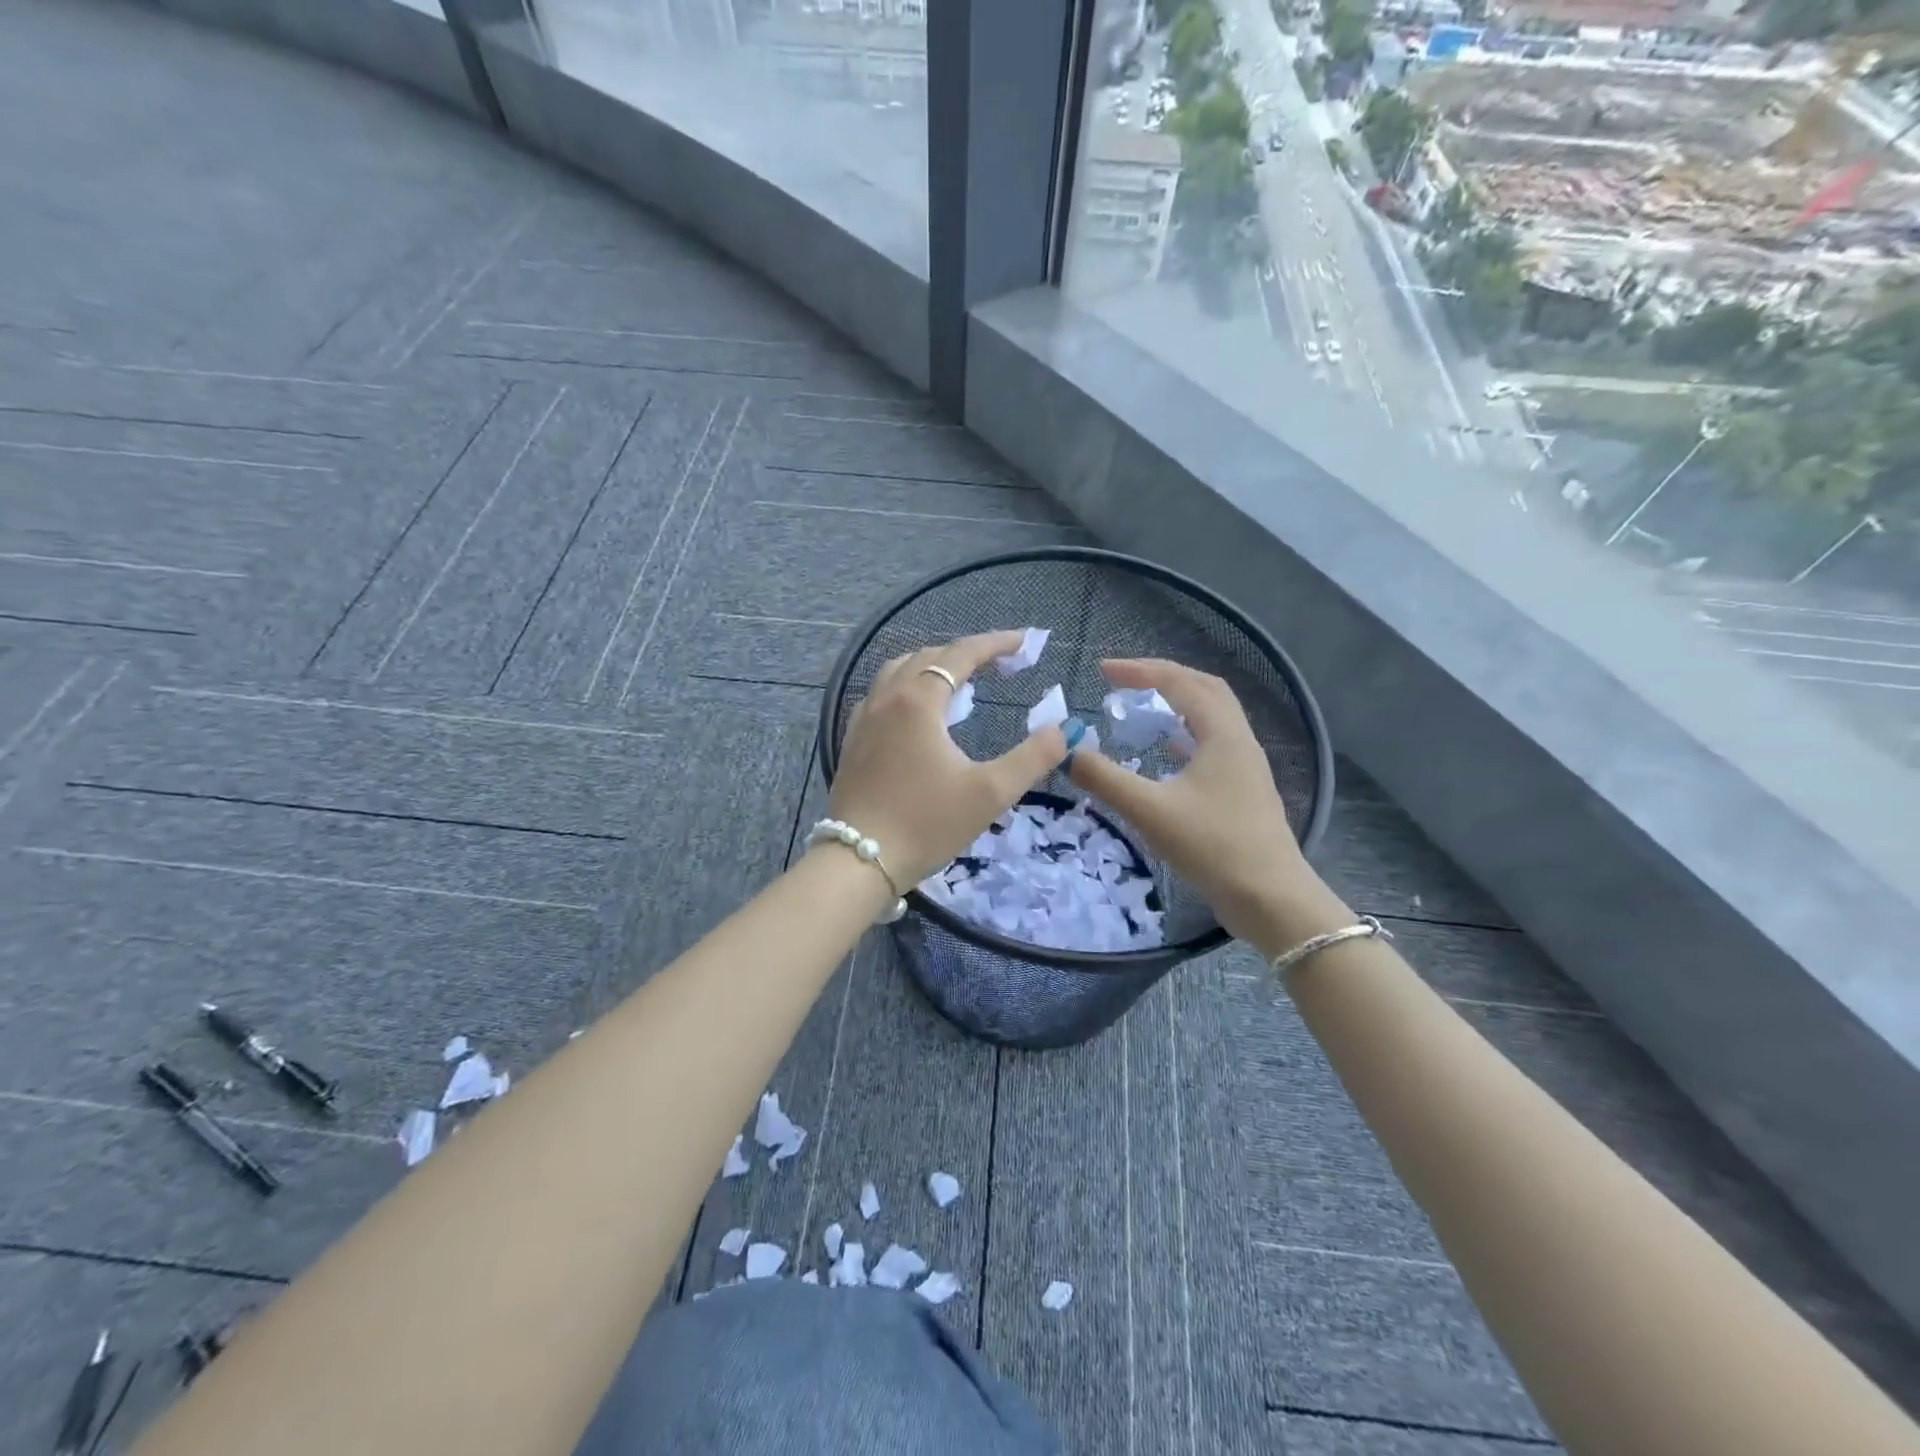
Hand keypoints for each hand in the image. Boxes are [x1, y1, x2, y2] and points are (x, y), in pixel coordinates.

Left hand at [828, 632, 1066, 889]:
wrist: (860, 860)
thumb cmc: (927, 823)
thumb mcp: (991, 793)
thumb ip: (1033, 757)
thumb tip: (1063, 730)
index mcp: (919, 701)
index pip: (961, 654)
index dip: (995, 643)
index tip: (1024, 642)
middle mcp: (886, 698)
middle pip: (929, 656)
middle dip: (967, 654)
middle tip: (1000, 665)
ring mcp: (863, 717)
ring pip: (899, 671)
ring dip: (932, 666)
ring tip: (960, 682)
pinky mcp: (852, 739)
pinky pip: (881, 694)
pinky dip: (906, 687)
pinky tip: (918, 713)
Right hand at [1065, 658, 1322, 945]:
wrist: (1270, 899)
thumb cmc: (1212, 847)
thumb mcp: (1150, 811)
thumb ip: (1105, 779)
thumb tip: (1068, 752)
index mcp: (1222, 733)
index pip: (1179, 682)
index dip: (1139, 671)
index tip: (1102, 670)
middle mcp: (1238, 739)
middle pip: (1204, 689)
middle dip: (1162, 678)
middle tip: (1124, 683)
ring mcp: (1245, 765)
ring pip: (1211, 717)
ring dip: (1176, 704)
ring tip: (1141, 709)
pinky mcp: (1243, 790)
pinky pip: (1212, 744)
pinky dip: (1184, 735)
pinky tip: (1166, 752)